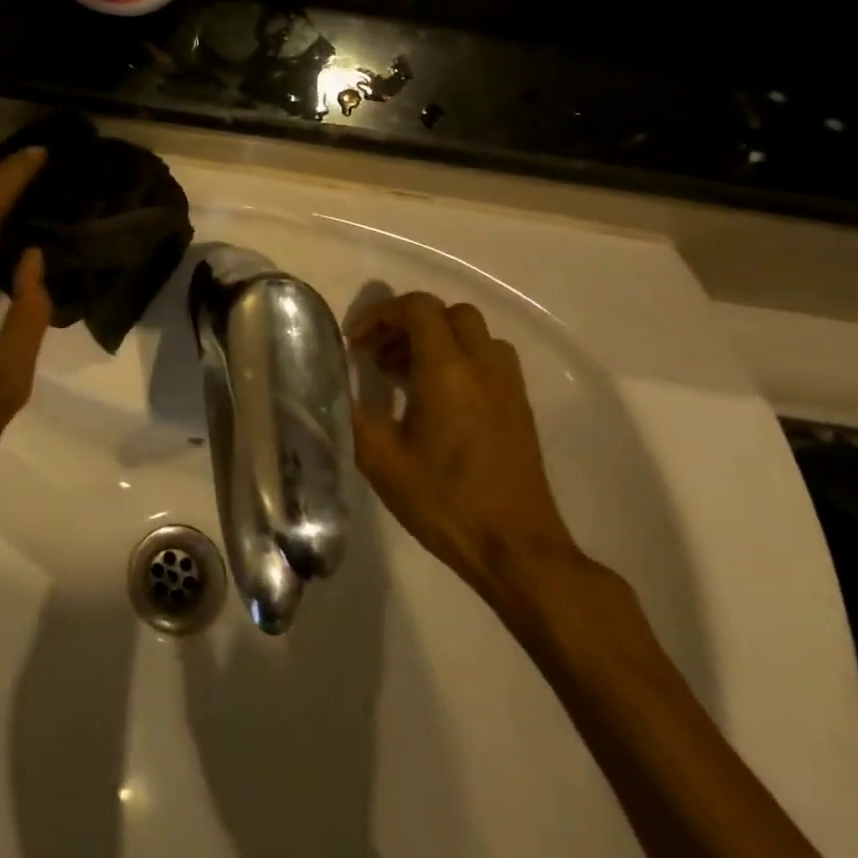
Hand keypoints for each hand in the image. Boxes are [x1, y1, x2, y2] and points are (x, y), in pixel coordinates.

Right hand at [348, 293, 578, 601]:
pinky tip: (438, 401)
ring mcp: (508, 386)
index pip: (417, 308)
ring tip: (405, 376)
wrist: (517, 550)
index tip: (356, 343)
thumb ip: (354, 414)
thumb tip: (338, 390)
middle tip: (381, 355)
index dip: (380, 314)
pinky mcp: (520, 408)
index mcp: (447, 370)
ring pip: (473, 335)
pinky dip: (460, 362)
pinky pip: (489, 361)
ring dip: (436, 341)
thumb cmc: (444, 500)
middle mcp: (482, 366)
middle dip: (408, 324)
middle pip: (448, 313)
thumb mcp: (380, 459)